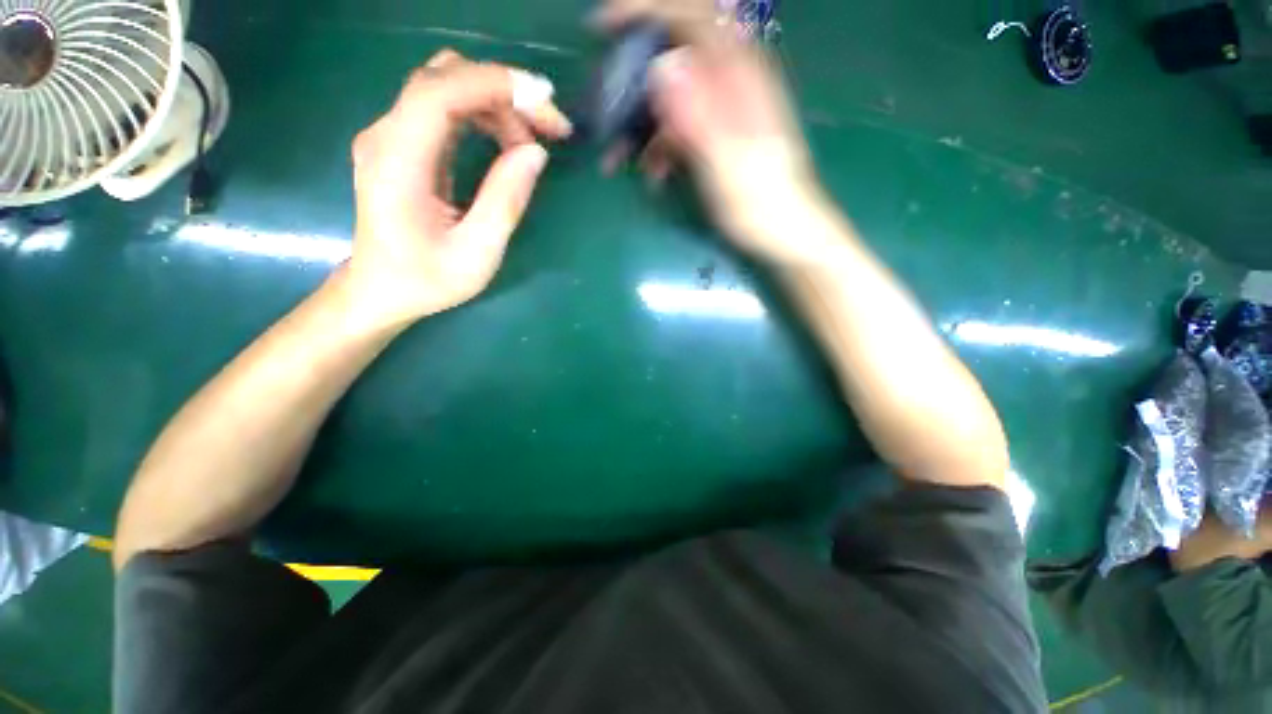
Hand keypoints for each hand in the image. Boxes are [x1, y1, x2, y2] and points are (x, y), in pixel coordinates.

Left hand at [346, 50, 572, 328]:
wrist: (381, 290)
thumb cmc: (427, 280)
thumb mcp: (477, 254)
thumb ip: (504, 202)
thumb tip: (535, 153)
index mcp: (398, 163)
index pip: (439, 92)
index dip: (494, 84)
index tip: (545, 102)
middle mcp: (386, 135)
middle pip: (445, 79)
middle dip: (503, 93)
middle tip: (549, 129)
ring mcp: (390, 136)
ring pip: (447, 88)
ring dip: (497, 105)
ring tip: (532, 144)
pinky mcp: (402, 143)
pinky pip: (444, 109)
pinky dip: (483, 115)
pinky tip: (507, 143)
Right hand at [599, 0, 825, 262]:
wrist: (784, 231)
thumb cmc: (760, 202)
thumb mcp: (726, 163)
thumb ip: (698, 116)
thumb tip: (661, 67)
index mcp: (739, 76)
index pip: (689, 16)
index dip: (644, 12)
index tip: (602, 28)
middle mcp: (731, 82)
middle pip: (672, 56)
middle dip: (633, 83)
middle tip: (607, 114)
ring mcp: (723, 108)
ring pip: (671, 97)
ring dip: (641, 127)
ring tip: (618, 162)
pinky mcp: (717, 134)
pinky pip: (679, 127)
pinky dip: (660, 147)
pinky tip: (653, 175)